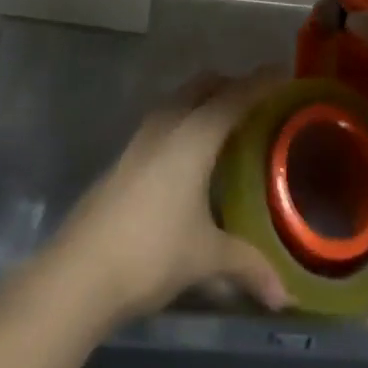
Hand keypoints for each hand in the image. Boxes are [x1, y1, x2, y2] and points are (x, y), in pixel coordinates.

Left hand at [52, 69, 290, 320]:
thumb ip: (246, 266)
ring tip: (228, 124)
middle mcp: (170, 121)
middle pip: (206, 84)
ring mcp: (143, 134)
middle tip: (258, 101)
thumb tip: (283, 296)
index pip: (236, 96)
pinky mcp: (128, 152)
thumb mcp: (206, 257)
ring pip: (182, 98)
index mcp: (195, 133)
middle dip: (232, 85)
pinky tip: (193, 153)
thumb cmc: (153, 250)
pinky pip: (167, 117)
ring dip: (206, 100)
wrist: (82, 268)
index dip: (261, 82)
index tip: (284, 72)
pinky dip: (187, 118)